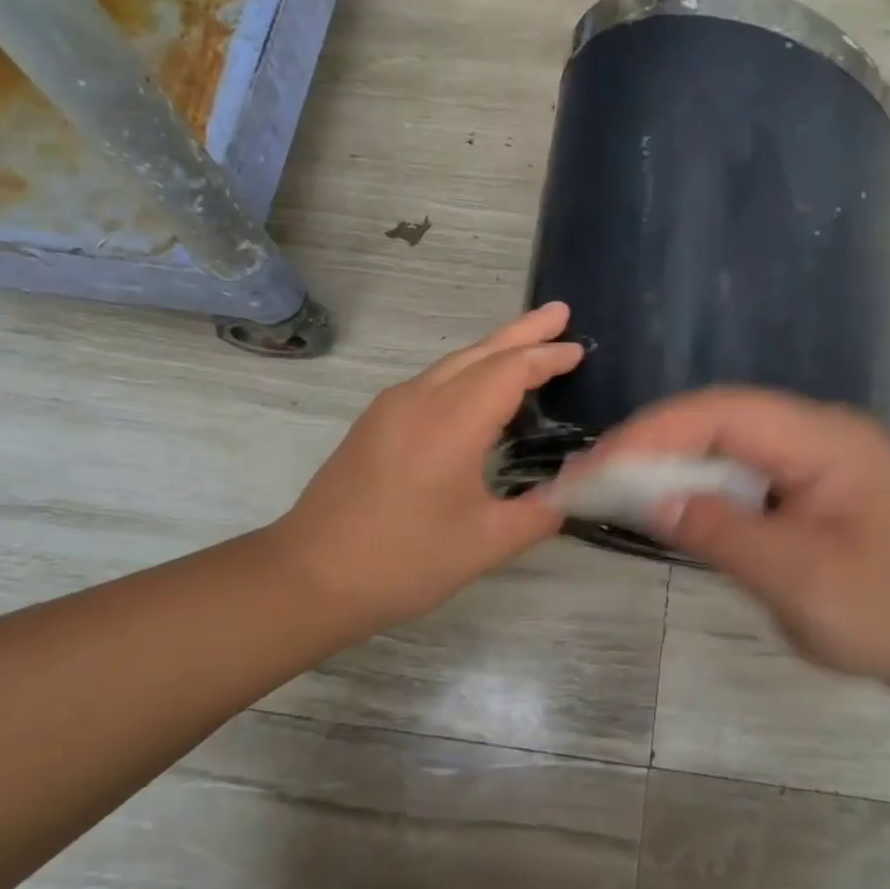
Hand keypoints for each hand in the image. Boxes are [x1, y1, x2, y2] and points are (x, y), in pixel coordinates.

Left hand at [268, 304, 581, 642]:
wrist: (311, 576)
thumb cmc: (405, 560)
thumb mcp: (487, 544)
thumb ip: (539, 513)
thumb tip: (572, 494)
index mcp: (452, 422)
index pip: (509, 371)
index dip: (547, 358)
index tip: (578, 349)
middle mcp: (420, 399)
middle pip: (480, 352)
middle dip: (524, 331)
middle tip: (560, 311)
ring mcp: (391, 408)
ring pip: (452, 363)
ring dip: (494, 349)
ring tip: (528, 342)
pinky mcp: (375, 423)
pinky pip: (432, 381)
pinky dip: (467, 372)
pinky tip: (478, 388)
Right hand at [589, 387, 889, 695]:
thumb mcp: (799, 579)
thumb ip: (721, 533)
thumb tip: (652, 499)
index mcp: (822, 440)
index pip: (719, 413)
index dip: (650, 434)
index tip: (596, 467)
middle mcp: (817, 433)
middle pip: (718, 419)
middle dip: (651, 445)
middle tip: (590, 477)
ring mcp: (817, 458)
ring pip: (727, 443)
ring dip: (671, 464)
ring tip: (614, 488)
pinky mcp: (813, 488)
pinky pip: (744, 472)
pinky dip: (701, 486)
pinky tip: (672, 506)